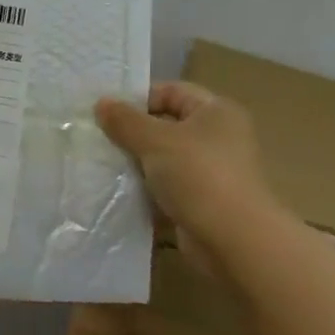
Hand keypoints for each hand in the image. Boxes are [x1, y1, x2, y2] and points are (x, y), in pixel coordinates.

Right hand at [95, 81, 276, 239]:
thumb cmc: (199, 176)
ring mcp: (213, 172)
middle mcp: (219, 137)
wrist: (234, 243)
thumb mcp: (155, 140)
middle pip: (167, 125)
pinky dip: (148, 189)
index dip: (139, 98)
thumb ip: (125, 120)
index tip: (107, 113)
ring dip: (138, 162)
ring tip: (105, 165)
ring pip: (165, 158)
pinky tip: (121, 193)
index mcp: (216, 112)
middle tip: (100, 139)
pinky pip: (169, 187)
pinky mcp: (204, 203)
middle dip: (134, 132)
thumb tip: (101, 103)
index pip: (171, 91)